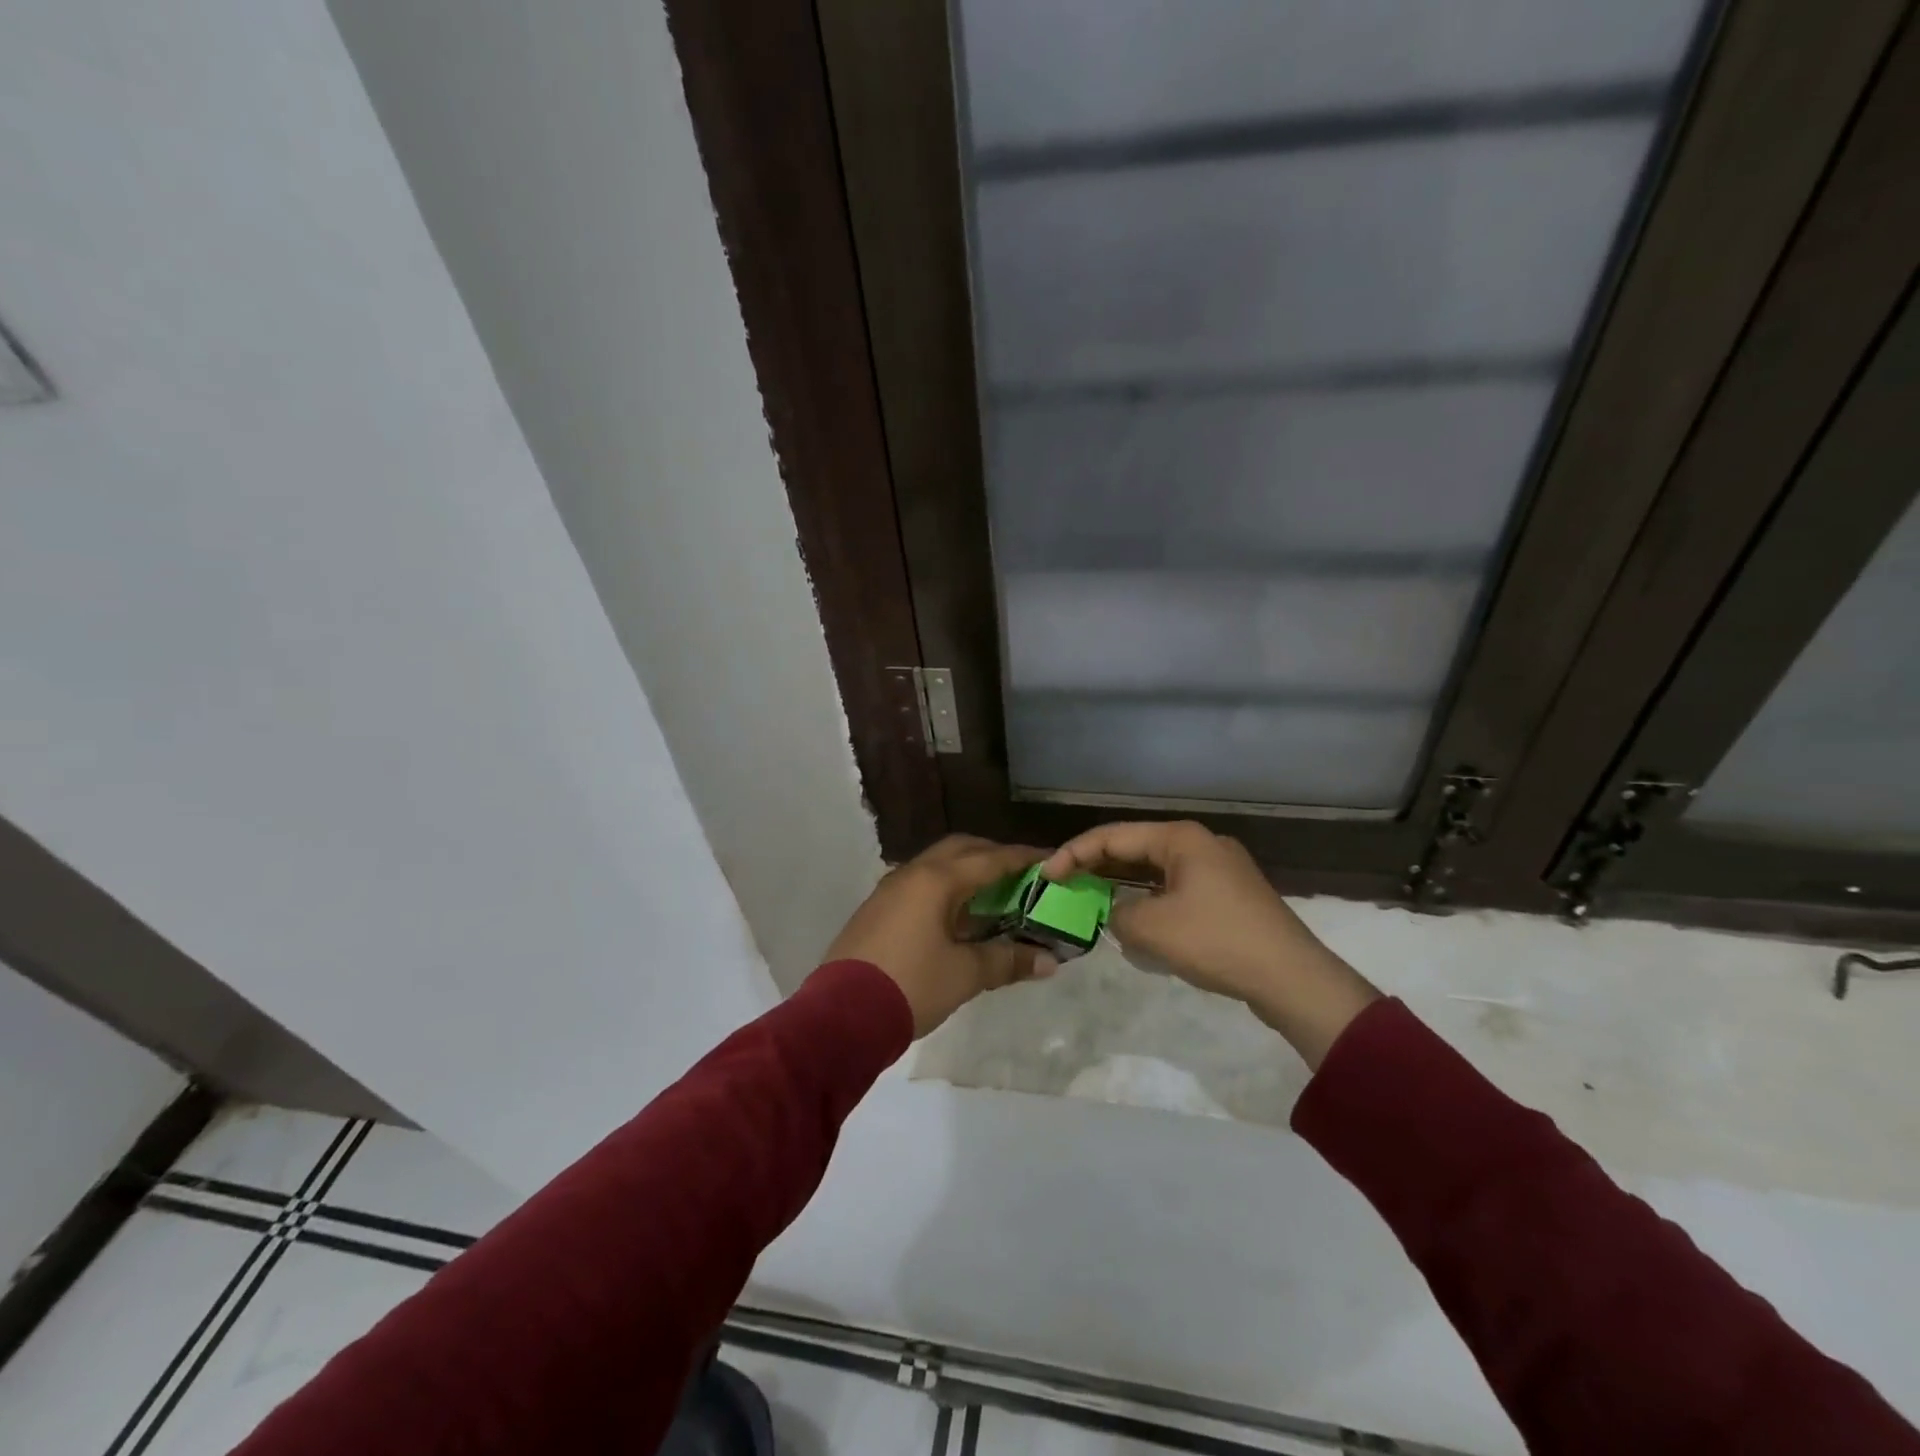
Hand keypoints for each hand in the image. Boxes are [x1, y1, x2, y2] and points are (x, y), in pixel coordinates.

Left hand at [824, 835, 1054, 1037]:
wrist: (840, 1015)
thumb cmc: (910, 985)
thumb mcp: (964, 974)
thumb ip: (1007, 961)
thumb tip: (1050, 961)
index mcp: (937, 879)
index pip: (990, 859)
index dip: (1024, 858)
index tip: (1051, 860)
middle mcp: (912, 873)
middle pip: (961, 850)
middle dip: (993, 857)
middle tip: (1021, 875)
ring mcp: (889, 890)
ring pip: (936, 866)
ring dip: (966, 873)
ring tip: (993, 895)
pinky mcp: (876, 910)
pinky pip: (919, 885)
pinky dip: (945, 890)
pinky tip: (957, 917)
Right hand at [1041, 821, 1378, 1067]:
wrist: (1292, 978)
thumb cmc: (1216, 941)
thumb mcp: (1151, 929)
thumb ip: (1117, 914)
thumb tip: (1117, 913)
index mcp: (1180, 838)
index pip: (1113, 836)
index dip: (1073, 853)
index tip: (1046, 875)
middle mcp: (1200, 843)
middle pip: (1135, 848)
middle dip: (1097, 867)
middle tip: (1064, 886)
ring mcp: (1218, 869)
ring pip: (1155, 870)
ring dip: (1123, 886)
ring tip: (1092, 901)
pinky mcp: (1229, 896)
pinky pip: (1176, 889)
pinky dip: (1150, 900)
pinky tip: (1136, 921)